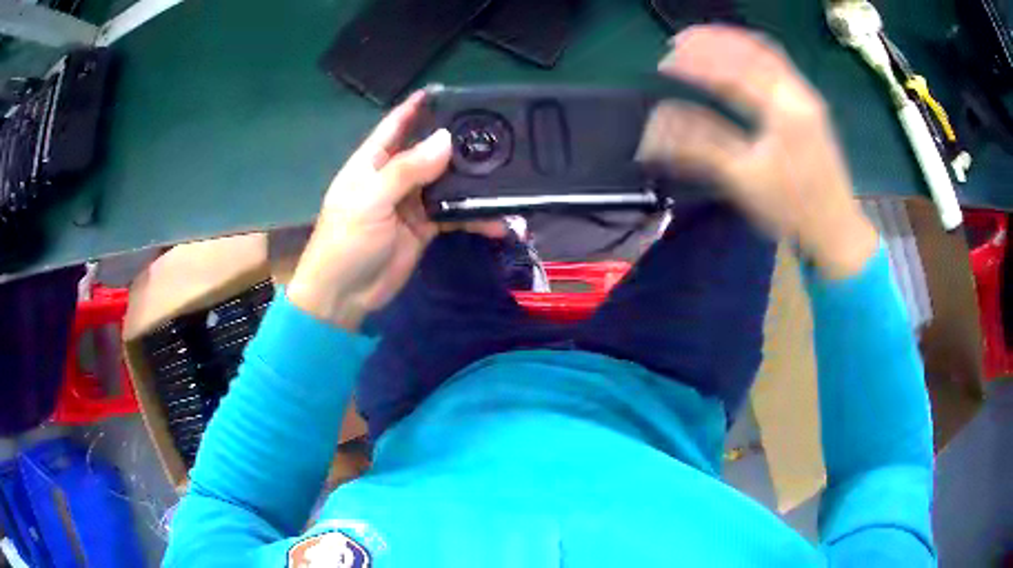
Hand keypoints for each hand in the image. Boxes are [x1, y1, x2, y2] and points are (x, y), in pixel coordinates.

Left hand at [288, 92, 504, 328]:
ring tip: (506, 173)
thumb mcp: (371, 200)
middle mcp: (394, 176)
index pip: (396, 125)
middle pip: (429, 150)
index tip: (446, 90)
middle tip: (495, 131)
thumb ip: (407, 170)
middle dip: (457, 141)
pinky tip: (498, 221)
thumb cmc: (346, 242)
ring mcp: (411, 202)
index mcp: (373, 162)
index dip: (417, 106)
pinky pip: (454, 214)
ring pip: (447, 182)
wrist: (344, 296)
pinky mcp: (425, 227)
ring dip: (472, 181)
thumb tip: (446, 140)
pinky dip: (475, 217)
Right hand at [638, 25, 877, 278]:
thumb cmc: (792, 207)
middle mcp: (798, 93)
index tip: (665, 62)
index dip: (696, 62)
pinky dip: (750, 55)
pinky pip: (776, 65)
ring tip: (700, 43)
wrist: (835, 228)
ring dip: (731, 43)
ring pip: (765, 53)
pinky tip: (735, 59)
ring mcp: (806, 96)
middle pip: (750, 49)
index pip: (733, 71)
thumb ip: (700, 144)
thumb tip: (657, 124)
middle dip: (712, 41)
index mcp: (784, 110)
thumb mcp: (743, 178)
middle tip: (678, 43)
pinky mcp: (808, 105)